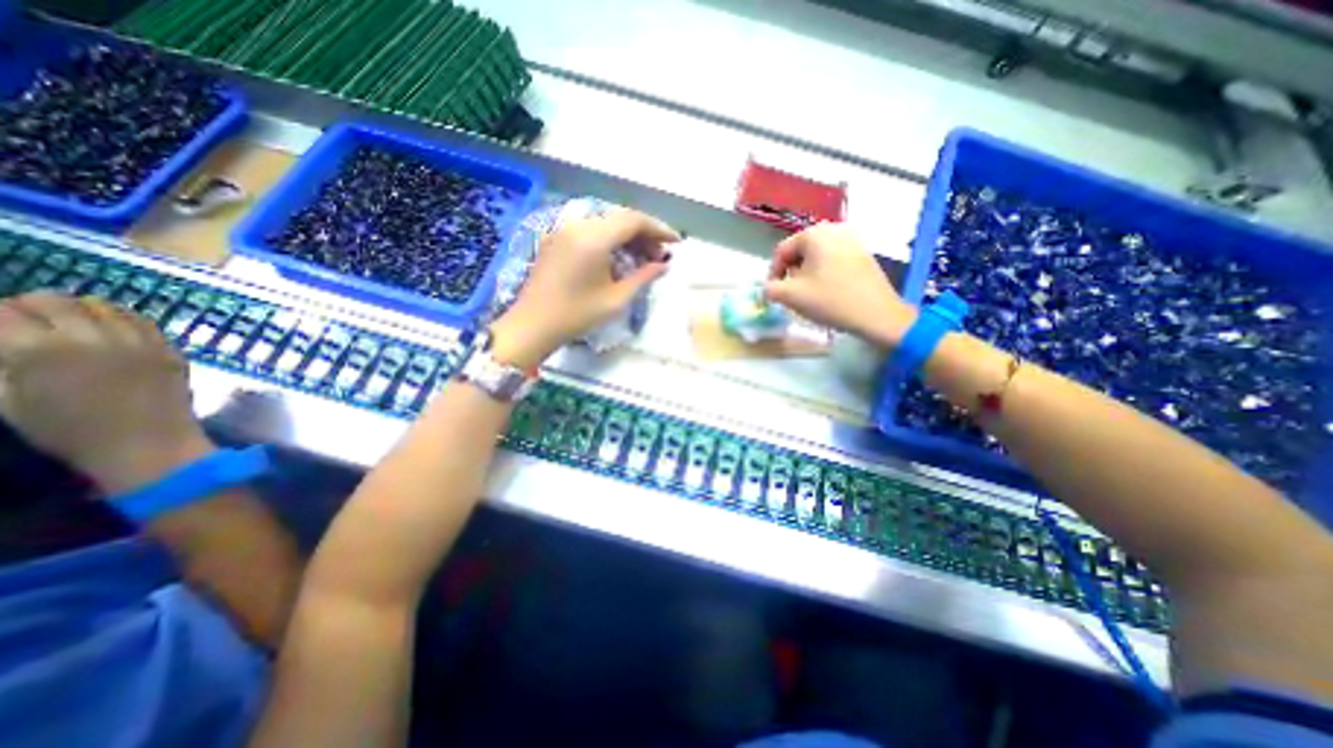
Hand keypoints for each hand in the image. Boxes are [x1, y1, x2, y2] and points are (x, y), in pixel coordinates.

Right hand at [0, 291, 209, 496]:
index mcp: (37, 349)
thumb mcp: (7, 399)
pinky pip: (143, 322)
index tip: (1, 327)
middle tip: (30, 322)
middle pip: (55, 300)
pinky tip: (113, 329)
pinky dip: (123, 319)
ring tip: (73, 325)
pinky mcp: (169, 348)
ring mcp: (139, 341)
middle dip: (34, 307)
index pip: (3, 310)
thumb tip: (7, 340)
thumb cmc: (69, 430)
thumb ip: (1, 363)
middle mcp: (91, 337)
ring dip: (81, 310)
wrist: (148, 442)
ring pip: (103, 306)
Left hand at [489, 208, 678, 368]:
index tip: (676, 243)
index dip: (659, 229)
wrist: (533, 325)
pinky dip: (610, 239)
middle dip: (645, 234)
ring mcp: (565, 230)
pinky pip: (591, 230)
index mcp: (593, 238)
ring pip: (606, 223)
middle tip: (661, 255)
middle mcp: (578, 225)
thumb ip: (643, 277)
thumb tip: (664, 265)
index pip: (634, 220)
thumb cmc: (577, 315)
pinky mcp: (557, 239)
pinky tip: (620, 257)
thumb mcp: (616, 299)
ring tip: (644, 258)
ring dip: (628, 236)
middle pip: (620, 218)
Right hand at [767, 222, 924, 345]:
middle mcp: (834, 229)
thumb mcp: (790, 296)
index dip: (773, 274)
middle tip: (793, 295)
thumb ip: (770, 289)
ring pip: (816, 257)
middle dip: (792, 274)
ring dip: (807, 275)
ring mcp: (852, 239)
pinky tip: (828, 292)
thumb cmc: (830, 300)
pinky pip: (833, 260)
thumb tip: (768, 288)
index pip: (781, 251)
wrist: (877, 314)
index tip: (775, 294)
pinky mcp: (863, 253)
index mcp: (814, 234)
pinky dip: (824, 274)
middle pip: (799, 252)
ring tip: (810, 296)